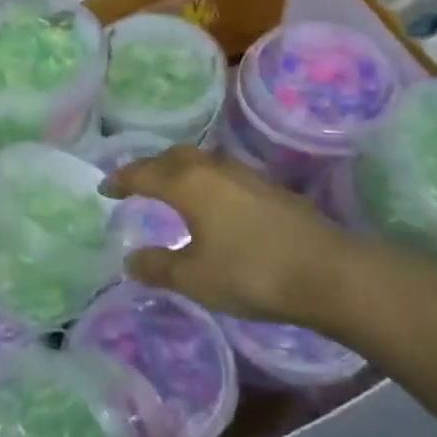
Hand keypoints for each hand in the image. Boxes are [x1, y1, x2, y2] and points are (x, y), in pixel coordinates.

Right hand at [104, 147, 405, 331]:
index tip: (105, 188)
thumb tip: (130, 260)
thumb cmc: (252, 272)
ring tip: (170, 189)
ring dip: (179, 170)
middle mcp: (213, 169)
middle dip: (150, 167)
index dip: (121, 180)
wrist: (331, 273)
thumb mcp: (195, 278)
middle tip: (135, 183)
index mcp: (187, 184)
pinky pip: (222, 174)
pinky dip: (204, 181)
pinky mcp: (270, 189)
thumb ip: (158, 267)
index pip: (143, 173)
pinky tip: (211, 203)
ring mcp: (246, 175)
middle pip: (172, 157)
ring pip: (201, 162)